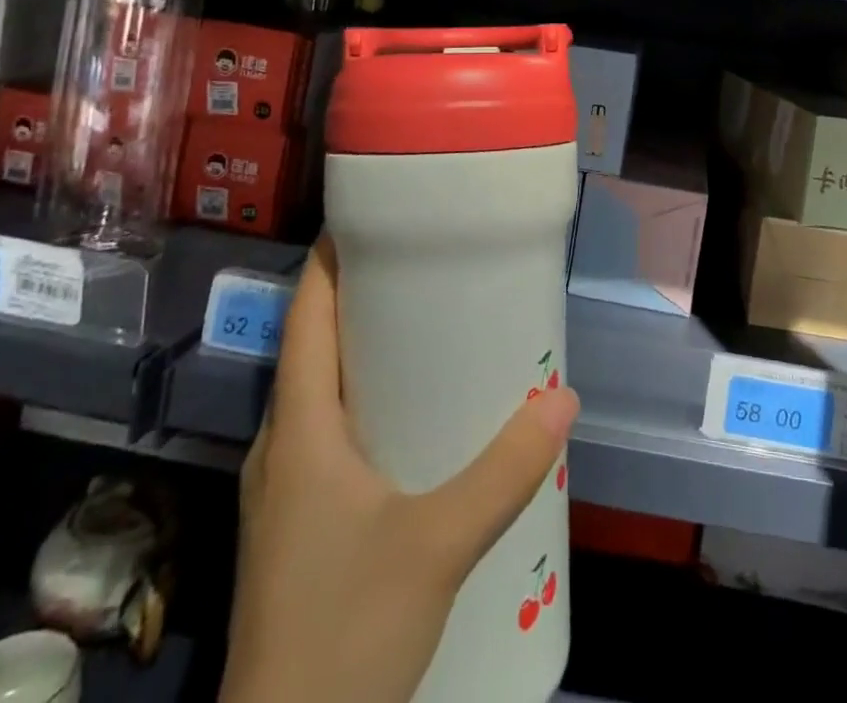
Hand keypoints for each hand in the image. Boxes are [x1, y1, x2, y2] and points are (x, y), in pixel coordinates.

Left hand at [222, 239, 578, 702]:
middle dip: (361, 299)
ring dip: (363, 353)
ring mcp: (284, 491)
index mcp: (300, 427)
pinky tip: (409, 421)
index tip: (372, 216)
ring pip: (320, 393)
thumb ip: (503, 471)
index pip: (306, 315)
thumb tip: (563, 398)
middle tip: (422, 265)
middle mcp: (282, 446)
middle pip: (313, 347)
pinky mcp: (295, 527)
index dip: (330, 258)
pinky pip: (327, 435)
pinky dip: (363, 403)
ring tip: (424, 329)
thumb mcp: (436, 543)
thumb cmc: (343, 629)